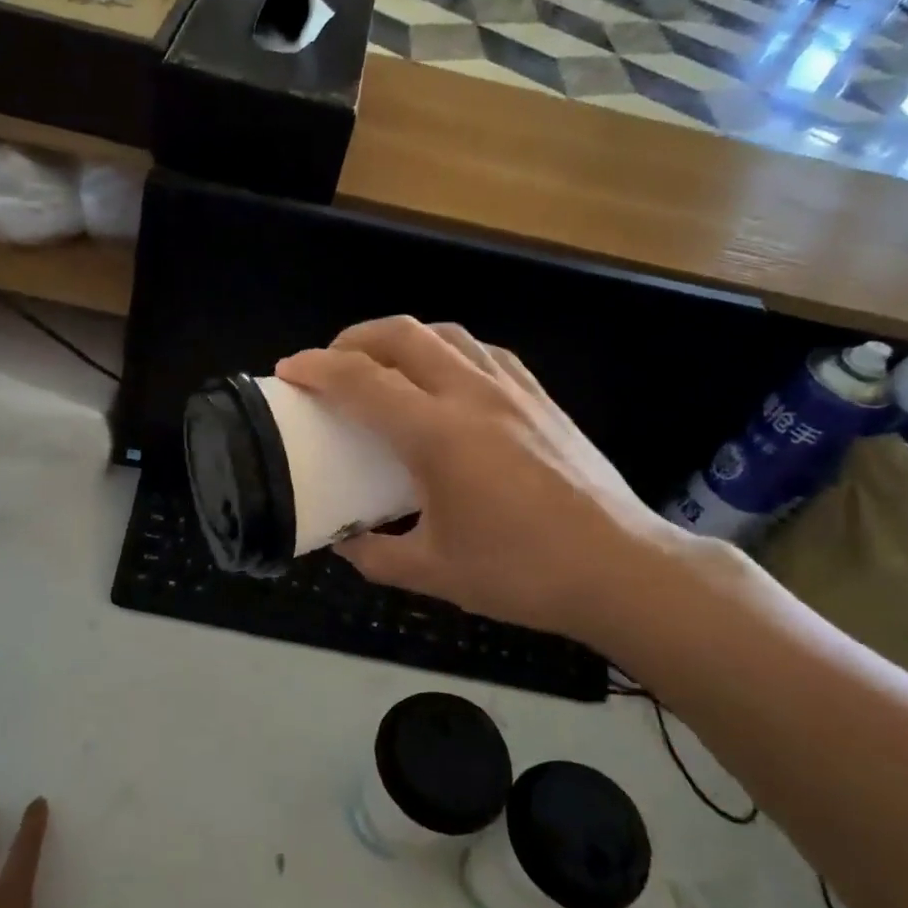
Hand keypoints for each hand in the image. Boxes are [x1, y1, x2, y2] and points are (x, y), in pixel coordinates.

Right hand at [275, 317, 694, 647]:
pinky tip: (445, 379)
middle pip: (403, 335)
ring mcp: (513, 391)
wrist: (620, 569)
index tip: (288, 371)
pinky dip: (448, 351)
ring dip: (402, 339)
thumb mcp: (432, 572)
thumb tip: (344, 541)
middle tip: (330, 365)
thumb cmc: (521, 573)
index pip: (362, 382)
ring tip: (382, 366)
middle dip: (354, 339)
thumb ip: (375, 554)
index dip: (317, 369)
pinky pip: (484, 352)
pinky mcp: (542, 398)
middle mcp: (473, 396)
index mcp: (438, 436)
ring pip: (447, 334)